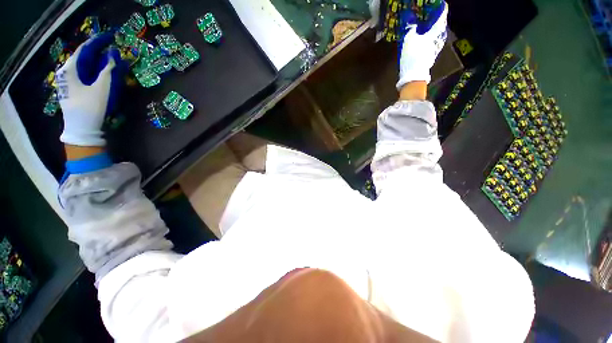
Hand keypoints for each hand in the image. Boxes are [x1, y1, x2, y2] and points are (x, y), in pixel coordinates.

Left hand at [56, 32, 125, 146]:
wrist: (82, 131)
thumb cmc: (90, 108)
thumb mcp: (102, 89)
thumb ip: (108, 71)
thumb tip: (114, 57)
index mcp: (69, 69)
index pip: (84, 49)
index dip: (98, 42)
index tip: (111, 37)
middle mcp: (67, 73)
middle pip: (84, 58)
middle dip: (99, 53)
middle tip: (114, 50)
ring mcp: (69, 83)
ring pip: (85, 67)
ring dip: (99, 63)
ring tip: (112, 62)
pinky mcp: (73, 90)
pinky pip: (85, 76)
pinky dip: (95, 73)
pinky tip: (104, 74)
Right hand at [397, 2, 448, 88]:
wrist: (413, 76)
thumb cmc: (413, 56)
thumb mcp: (409, 40)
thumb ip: (412, 30)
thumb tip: (413, 25)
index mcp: (434, 33)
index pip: (441, 18)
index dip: (442, 10)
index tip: (442, 4)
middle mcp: (437, 40)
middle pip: (439, 27)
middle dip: (436, 21)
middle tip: (431, 16)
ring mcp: (434, 50)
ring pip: (435, 36)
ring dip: (431, 31)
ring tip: (425, 28)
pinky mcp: (429, 58)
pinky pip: (430, 44)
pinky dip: (427, 40)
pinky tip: (422, 41)